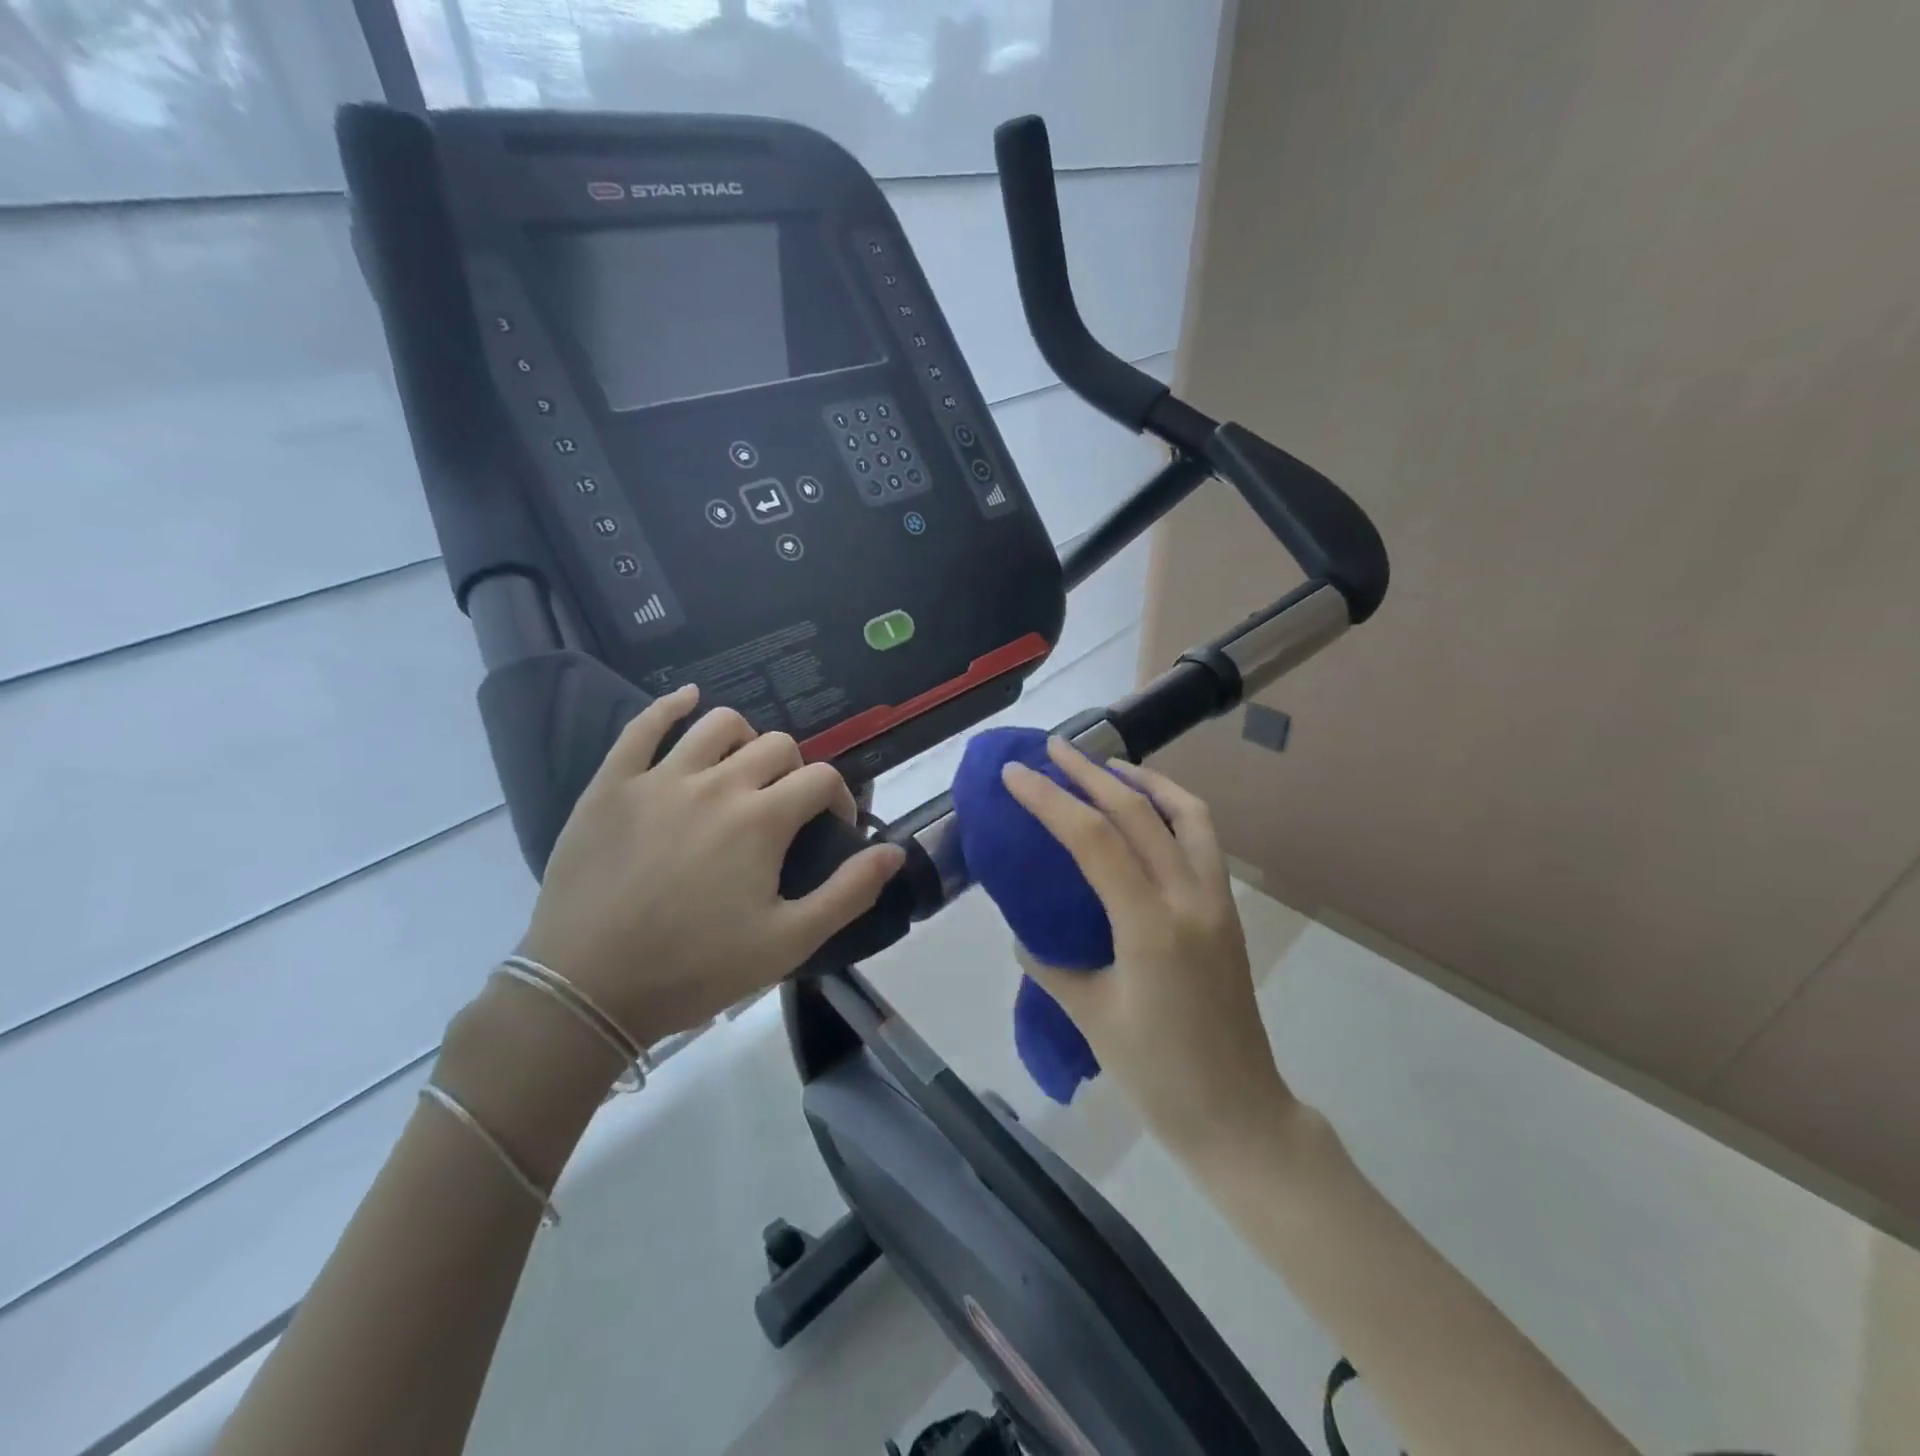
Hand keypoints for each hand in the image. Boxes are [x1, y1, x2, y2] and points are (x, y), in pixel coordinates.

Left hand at [515, 686, 906, 1046]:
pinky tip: (687, 699)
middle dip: (796, 771)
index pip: (821, 779)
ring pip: (718, 723)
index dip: (838, 799)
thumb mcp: (788, 942)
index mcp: (762, 820)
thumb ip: (848, 893)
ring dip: (745, 738)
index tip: (831, 829)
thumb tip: (893, 851)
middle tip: (785, 809)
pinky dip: (671, 705)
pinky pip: (644, 725)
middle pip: (777, 745)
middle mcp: (717, 784)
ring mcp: (660, 778)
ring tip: (742, 768)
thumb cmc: (695, 968)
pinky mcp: (612, 784)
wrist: (587, 990)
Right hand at [1001, 740, 1291, 1155]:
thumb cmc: (1159, 1076)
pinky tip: (1146, 815)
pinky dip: (1172, 809)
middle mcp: (1190, 898)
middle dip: (1090, 773)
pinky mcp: (1228, 911)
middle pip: (1139, 811)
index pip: (1094, 840)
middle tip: (1053, 748)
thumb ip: (1051, 964)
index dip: (1050, 800)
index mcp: (1151, 926)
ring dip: (1143, 780)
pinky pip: (1203, 840)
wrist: (1240, 1116)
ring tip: (1106, 767)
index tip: (1016, 774)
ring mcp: (1217, 901)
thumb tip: (1025, 933)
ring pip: (1187, 813)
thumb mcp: (1090, 1018)